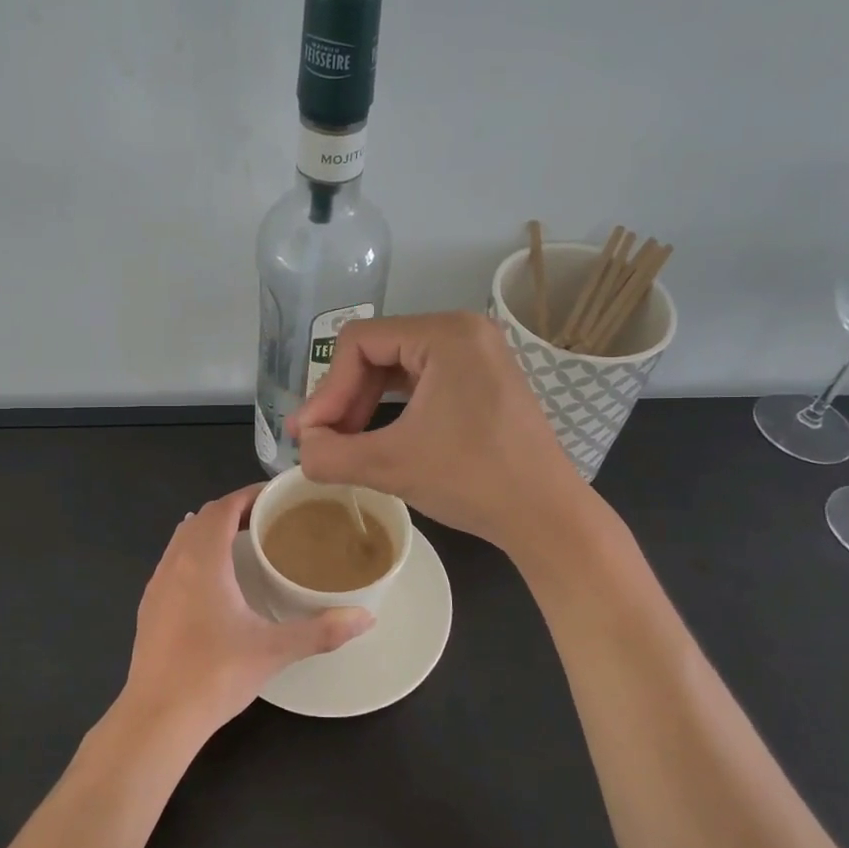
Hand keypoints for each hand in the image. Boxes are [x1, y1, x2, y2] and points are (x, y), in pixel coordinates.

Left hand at [123, 484, 373, 736]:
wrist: (157, 717)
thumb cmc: (214, 674)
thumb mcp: (273, 650)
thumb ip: (321, 630)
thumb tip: (366, 617)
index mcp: (203, 560)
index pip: (224, 508)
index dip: (249, 495)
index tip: (278, 497)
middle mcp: (175, 563)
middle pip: (202, 518)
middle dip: (234, 511)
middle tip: (269, 520)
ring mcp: (157, 585)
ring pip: (183, 539)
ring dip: (211, 531)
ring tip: (245, 544)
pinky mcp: (149, 607)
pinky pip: (173, 561)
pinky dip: (195, 554)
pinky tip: (214, 581)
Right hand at [289, 311, 586, 554]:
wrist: (546, 516)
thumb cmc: (472, 481)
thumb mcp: (390, 465)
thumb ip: (330, 454)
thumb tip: (302, 448)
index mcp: (445, 333)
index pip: (358, 343)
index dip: (326, 389)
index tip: (309, 435)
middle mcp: (463, 330)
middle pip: (377, 351)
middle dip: (344, 398)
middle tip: (322, 441)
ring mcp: (477, 354)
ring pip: (396, 367)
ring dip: (363, 404)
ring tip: (344, 442)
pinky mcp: (483, 379)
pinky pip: (422, 380)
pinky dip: (392, 407)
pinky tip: (377, 435)